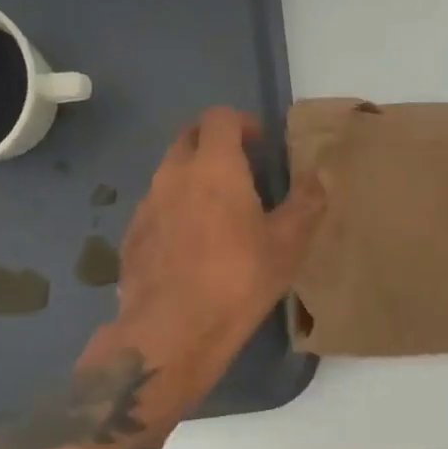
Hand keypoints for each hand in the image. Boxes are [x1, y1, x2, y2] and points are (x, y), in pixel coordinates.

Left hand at [85, 107, 324, 413]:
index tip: (259, 144)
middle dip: (213, 143)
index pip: (219, 117)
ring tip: (217, 212)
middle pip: (188, 137)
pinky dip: (174, 210)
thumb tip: (316, 178)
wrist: (172, 331)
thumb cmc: (239, 279)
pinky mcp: (131, 236)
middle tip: (239, 170)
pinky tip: (190, 246)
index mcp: (214, 166)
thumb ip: (306, 203)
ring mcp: (146, 205)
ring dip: (192, 178)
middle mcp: (173, 175)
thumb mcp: (288, 244)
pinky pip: (155, 208)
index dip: (241, 123)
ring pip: (169, 173)